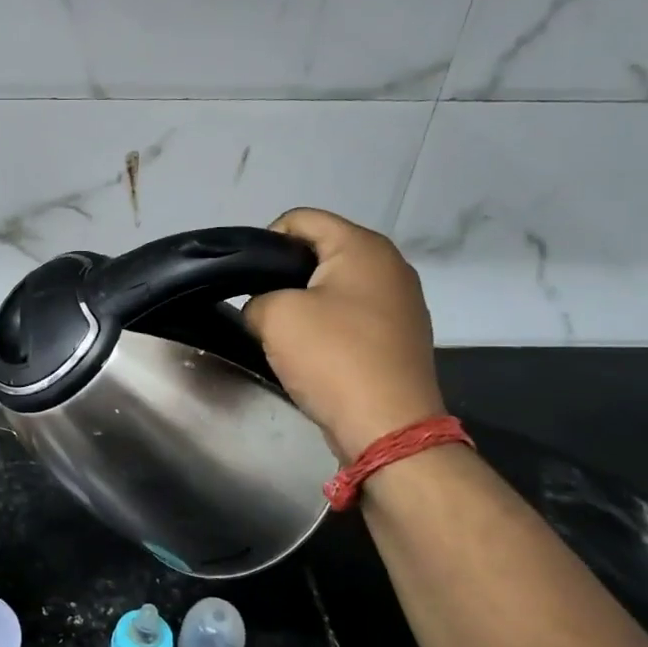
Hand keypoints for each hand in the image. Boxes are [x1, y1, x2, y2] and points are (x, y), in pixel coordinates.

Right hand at [243, 208, 446, 460]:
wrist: (388, 426)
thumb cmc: (332, 357)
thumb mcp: (274, 316)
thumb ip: (256, 299)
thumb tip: (264, 310)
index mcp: (363, 247)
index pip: (301, 219)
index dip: (265, 241)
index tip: (246, 277)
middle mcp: (390, 265)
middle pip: (320, 251)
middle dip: (284, 273)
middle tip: (258, 305)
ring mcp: (401, 302)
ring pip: (335, 286)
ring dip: (305, 303)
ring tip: (282, 332)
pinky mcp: (400, 336)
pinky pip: (352, 315)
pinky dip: (328, 326)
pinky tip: (312, 353)